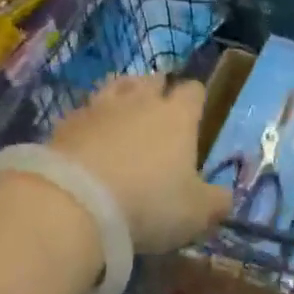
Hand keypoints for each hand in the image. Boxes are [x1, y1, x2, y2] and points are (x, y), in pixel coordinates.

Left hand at [47, 76, 232, 252]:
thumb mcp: (195, 214)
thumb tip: (226, 197)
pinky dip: (91, 119)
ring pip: (117, 85)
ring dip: (123, 94)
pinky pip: (85, 110)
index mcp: (178, 116)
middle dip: (158, 89)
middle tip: (159, 111)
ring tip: (124, 112)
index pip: (193, 91)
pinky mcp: (67, 121)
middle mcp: (141, 101)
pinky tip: (89, 136)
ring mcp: (101, 106)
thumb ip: (215, 202)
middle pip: (153, 79)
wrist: (75, 202)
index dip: (196, 99)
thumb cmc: (148, 203)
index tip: (196, 114)